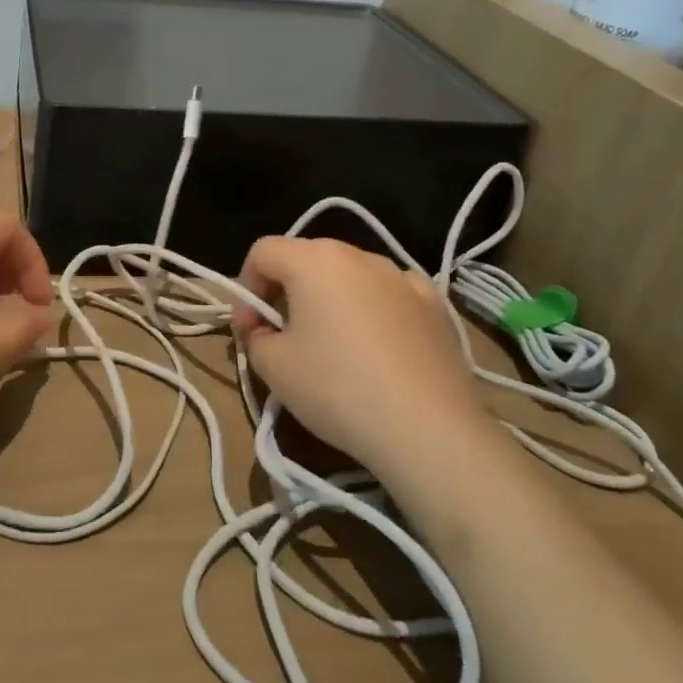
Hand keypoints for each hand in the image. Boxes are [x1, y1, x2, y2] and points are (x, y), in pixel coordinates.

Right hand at [231, 237, 488, 472]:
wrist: (429, 429)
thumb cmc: (337, 389)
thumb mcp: (273, 366)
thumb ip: (253, 335)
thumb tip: (258, 325)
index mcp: (314, 260)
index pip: (263, 252)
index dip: (246, 286)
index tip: (250, 327)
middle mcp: (360, 255)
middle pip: (306, 258)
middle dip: (286, 290)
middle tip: (282, 335)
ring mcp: (403, 277)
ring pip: (350, 275)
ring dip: (330, 298)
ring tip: (332, 344)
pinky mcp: (436, 305)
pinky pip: (389, 294)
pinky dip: (373, 310)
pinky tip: (377, 347)